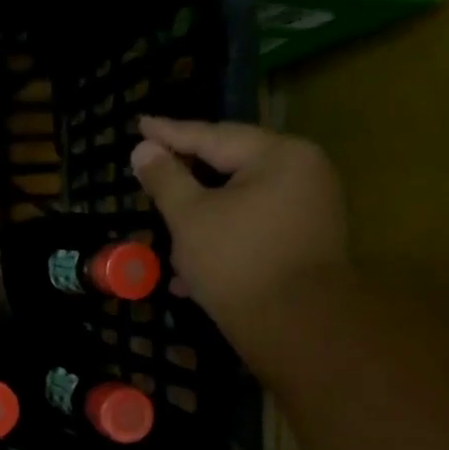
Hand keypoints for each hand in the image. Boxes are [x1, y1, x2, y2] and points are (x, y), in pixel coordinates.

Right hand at [130, 117, 349, 365]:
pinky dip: (221, 238)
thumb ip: (165, 178)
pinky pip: (253, 227)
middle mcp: (302, 173)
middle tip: (151, 168)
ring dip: (200, 215)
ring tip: (164, 222)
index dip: (170, 133)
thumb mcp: (189, 216)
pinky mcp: (305, 242)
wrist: (296, 326)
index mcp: (278, 156)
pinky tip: (189, 270)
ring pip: (239, 202)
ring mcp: (309, 209)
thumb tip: (143, 149)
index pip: (213, 136)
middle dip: (187, 177)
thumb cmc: (237, 261)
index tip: (140, 123)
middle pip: (231, 166)